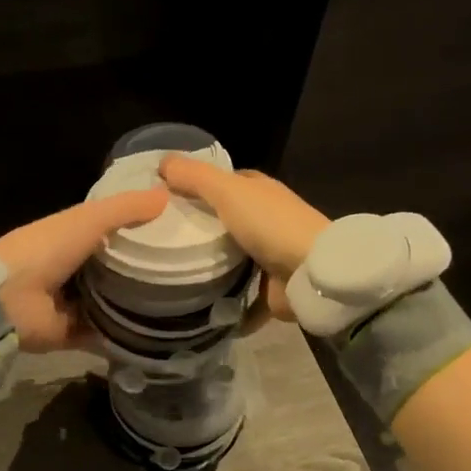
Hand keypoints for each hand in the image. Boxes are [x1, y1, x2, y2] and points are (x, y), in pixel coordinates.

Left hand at [0, 189, 168, 351]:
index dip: (141, 228)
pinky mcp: (75, 334)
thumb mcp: (87, 219)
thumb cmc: (46, 249)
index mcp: (71, 237)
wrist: (8, 301)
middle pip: (116, 266)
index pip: (112, 230)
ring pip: (115, 300)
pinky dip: (127, 334)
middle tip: (187, 269)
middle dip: (145, 267)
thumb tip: (167, 195)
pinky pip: (107, 334)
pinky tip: (161, 332)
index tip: (177, 229)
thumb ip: (125, 208)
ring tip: (183, 300)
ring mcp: (73, 304)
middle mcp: (73, 269)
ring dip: (140, 302)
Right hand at [158, 156, 329, 322]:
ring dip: (207, 266)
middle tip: (158, 238)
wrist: (312, 273)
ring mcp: (269, 255)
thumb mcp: (228, 191)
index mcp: (259, 191)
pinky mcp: (269, 288)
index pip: (223, 182)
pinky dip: (222, 303)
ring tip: (167, 272)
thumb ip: (195, 177)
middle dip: (196, 227)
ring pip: (230, 257)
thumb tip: (162, 162)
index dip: (196, 184)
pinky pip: (239, 295)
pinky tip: (194, 307)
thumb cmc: (270, 224)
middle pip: (224, 220)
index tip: (164, 197)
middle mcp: (265, 219)